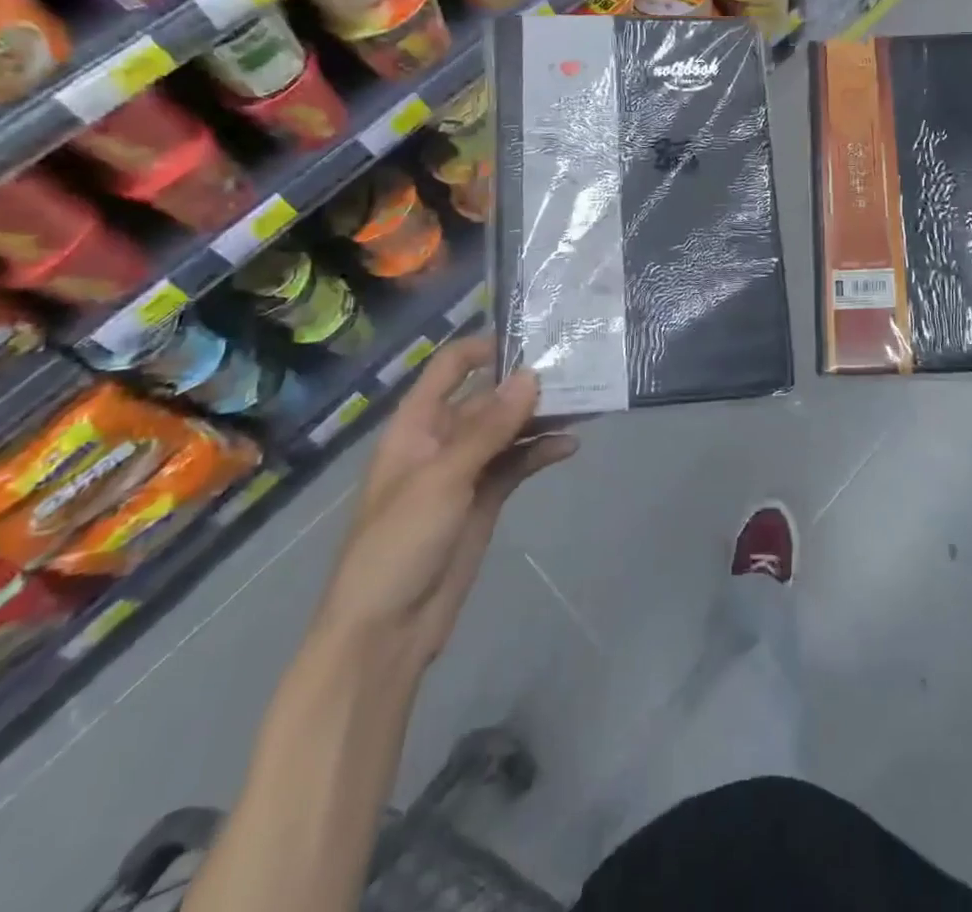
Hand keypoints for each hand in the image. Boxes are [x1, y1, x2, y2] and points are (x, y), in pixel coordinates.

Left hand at [312, 335, 574, 663]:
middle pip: (487, 398)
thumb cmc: (399, 544)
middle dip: (526, 385)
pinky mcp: (485, 500)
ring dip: (540, 418)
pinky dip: (541, 453)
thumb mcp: (443, 478)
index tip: (532, 337)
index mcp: (416, 425)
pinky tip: (571, 446)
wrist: (386, 633)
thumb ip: (489, 427)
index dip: (484, 348)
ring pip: (508, 431)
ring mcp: (465, 471)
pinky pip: (516, 464)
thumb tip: (531, 375)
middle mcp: (442, 440)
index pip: (449, 368)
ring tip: (585, 402)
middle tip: (577, 369)